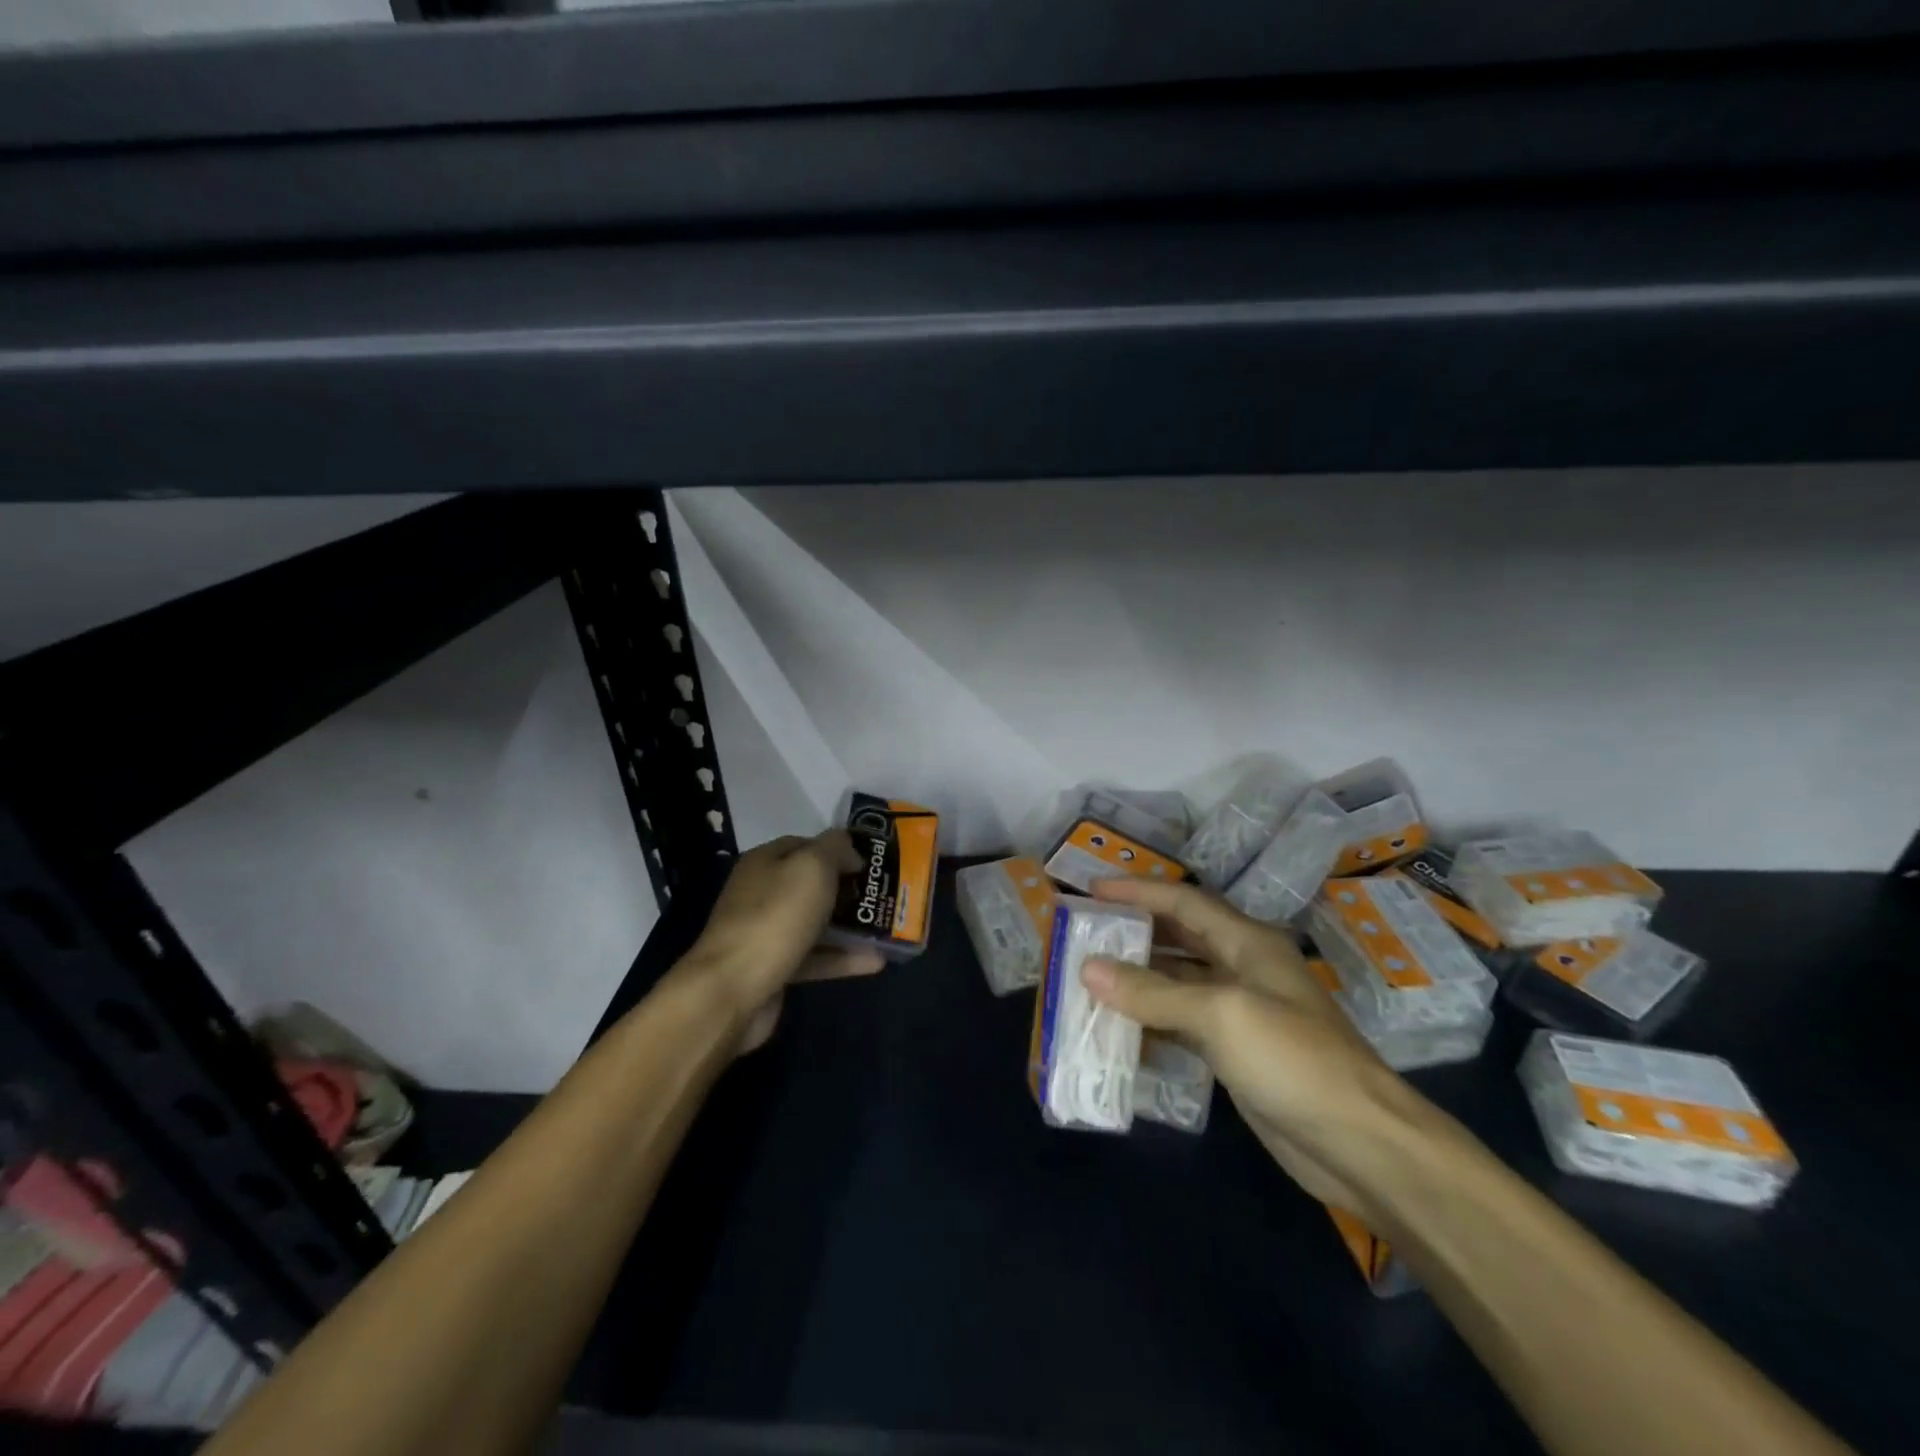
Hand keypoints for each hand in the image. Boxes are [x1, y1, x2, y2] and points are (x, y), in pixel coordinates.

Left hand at [684, 831, 884, 1052]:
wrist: (731, 991)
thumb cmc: (775, 917)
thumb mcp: (812, 867)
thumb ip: (835, 848)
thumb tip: (849, 849)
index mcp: (765, 862)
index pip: (806, 845)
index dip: (838, 850)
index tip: (870, 863)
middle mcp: (762, 893)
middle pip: (812, 885)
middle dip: (848, 889)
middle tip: (884, 895)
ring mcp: (766, 933)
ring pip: (815, 923)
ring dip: (850, 926)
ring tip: (887, 928)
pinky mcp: (774, 969)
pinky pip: (814, 958)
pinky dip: (842, 959)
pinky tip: (875, 961)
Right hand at [1085, 877, 1434, 1214]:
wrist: (1359, 1144)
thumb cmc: (1293, 1059)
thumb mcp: (1220, 1014)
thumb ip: (1152, 992)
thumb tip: (1087, 968)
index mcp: (1248, 943)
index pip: (1184, 903)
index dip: (1138, 892)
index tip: (1091, 889)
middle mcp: (1244, 968)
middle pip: (1180, 938)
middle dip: (1135, 932)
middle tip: (1085, 931)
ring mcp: (1241, 1013)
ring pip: (1178, 983)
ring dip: (1138, 979)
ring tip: (1088, 976)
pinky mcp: (1236, 1053)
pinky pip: (1182, 1025)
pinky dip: (1150, 1021)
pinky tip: (1117, 1028)